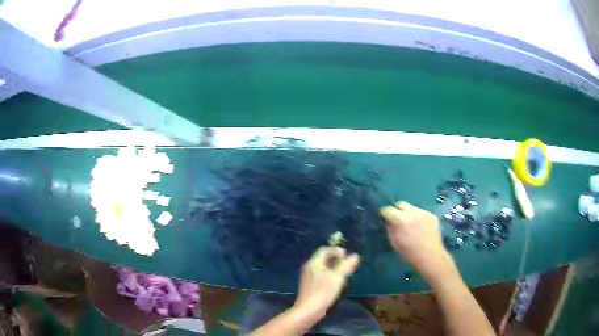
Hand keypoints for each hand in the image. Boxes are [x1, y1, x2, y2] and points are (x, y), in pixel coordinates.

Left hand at [293, 247, 359, 318]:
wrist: (309, 309)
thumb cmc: (323, 291)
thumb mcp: (338, 277)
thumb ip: (346, 265)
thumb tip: (355, 255)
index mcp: (314, 262)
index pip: (324, 250)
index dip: (336, 251)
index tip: (347, 256)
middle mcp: (309, 267)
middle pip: (323, 258)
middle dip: (336, 259)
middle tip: (348, 264)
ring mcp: (308, 276)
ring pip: (322, 267)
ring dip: (334, 267)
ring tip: (344, 273)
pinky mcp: (309, 285)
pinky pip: (320, 274)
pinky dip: (329, 274)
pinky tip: (336, 282)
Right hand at [380, 201, 456, 282]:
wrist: (430, 257)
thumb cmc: (409, 253)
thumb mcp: (394, 243)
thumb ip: (390, 229)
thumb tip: (387, 222)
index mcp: (401, 220)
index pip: (388, 209)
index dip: (384, 214)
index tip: (384, 218)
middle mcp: (412, 212)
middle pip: (401, 204)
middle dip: (397, 210)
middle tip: (397, 220)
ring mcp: (424, 213)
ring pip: (412, 207)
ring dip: (408, 213)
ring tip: (410, 224)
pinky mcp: (432, 215)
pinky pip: (421, 213)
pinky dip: (418, 218)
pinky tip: (420, 228)